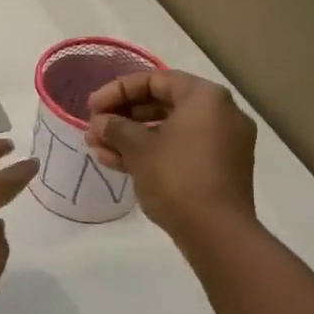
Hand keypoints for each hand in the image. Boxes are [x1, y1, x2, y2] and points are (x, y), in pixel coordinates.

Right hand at [85, 70, 256, 242]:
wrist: (217, 233)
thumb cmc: (177, 177)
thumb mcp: (138, 148)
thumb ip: (115, 127)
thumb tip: (100, 122)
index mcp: (205, 97)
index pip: (155, 80)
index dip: (117, 90)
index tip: (92, 107)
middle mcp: (220, 113)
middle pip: (162, 103)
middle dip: (123, 116)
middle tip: (94, 128)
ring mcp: (222, 143)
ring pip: (168, 130)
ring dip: (131, 137)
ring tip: (97, 148)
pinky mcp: (218, 168)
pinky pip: (180, 149)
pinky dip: (151, 152)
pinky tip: (116, 163)